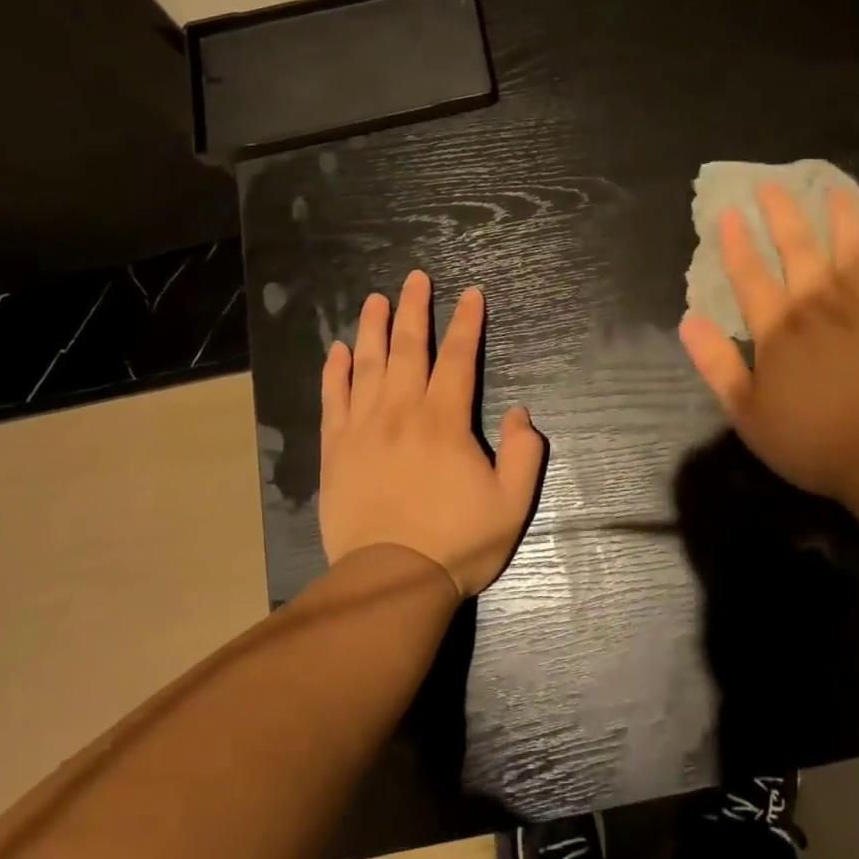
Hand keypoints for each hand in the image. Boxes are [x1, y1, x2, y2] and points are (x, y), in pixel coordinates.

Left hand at [319, 271, 545, 597]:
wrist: (390, 581)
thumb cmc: (457, 542)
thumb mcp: (512, 503)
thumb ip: (525, 453)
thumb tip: (520, 412)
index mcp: (445, 420)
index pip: (458, 357)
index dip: (467, 323)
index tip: (470, 293)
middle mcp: (402, 411)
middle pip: (409, 348)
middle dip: (415, 309)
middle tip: (416, 277)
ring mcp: (363, 428)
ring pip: (368, 364)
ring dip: (373, 328)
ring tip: (376, 299)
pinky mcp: (336, 449)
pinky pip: (333, 399)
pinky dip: (335, 371)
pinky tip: (338, 350)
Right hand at [679, 183, 858, 504]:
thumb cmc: (813, 438)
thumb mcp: (747, 412)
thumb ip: (717, 364)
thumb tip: (689, 321)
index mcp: (777, 331)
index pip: (750, 277)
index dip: (737, 244)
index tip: (727, 212)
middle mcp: (815, 307)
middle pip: (796, 250)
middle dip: (780, 216)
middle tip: (770, 185)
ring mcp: (857, 308)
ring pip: (843, 249)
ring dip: (834, 216)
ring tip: (830, 187)